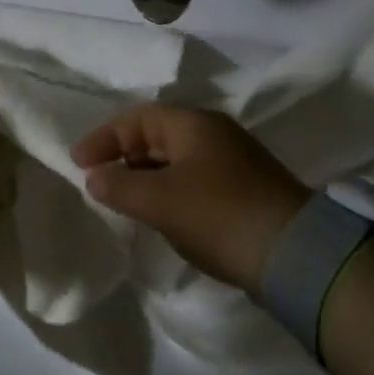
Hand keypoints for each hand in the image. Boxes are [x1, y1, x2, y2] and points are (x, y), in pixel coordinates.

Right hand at [72, 105, 310, 294]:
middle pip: (156, 137)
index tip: (78, 163)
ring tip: (122, 202)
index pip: (137, 119)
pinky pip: (192, 182)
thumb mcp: (160, 200)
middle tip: (98, 182)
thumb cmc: (219, 214)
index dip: (104, 138)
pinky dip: (168, 193)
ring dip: (145, 178)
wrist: (295, 255)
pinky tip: (160, 218)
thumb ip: (120, 186)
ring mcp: (232, 163)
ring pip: (174, 162)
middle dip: (123, 158)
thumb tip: (95, 178)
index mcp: (194, 124)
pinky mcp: (243, 192)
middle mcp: (214, 135)